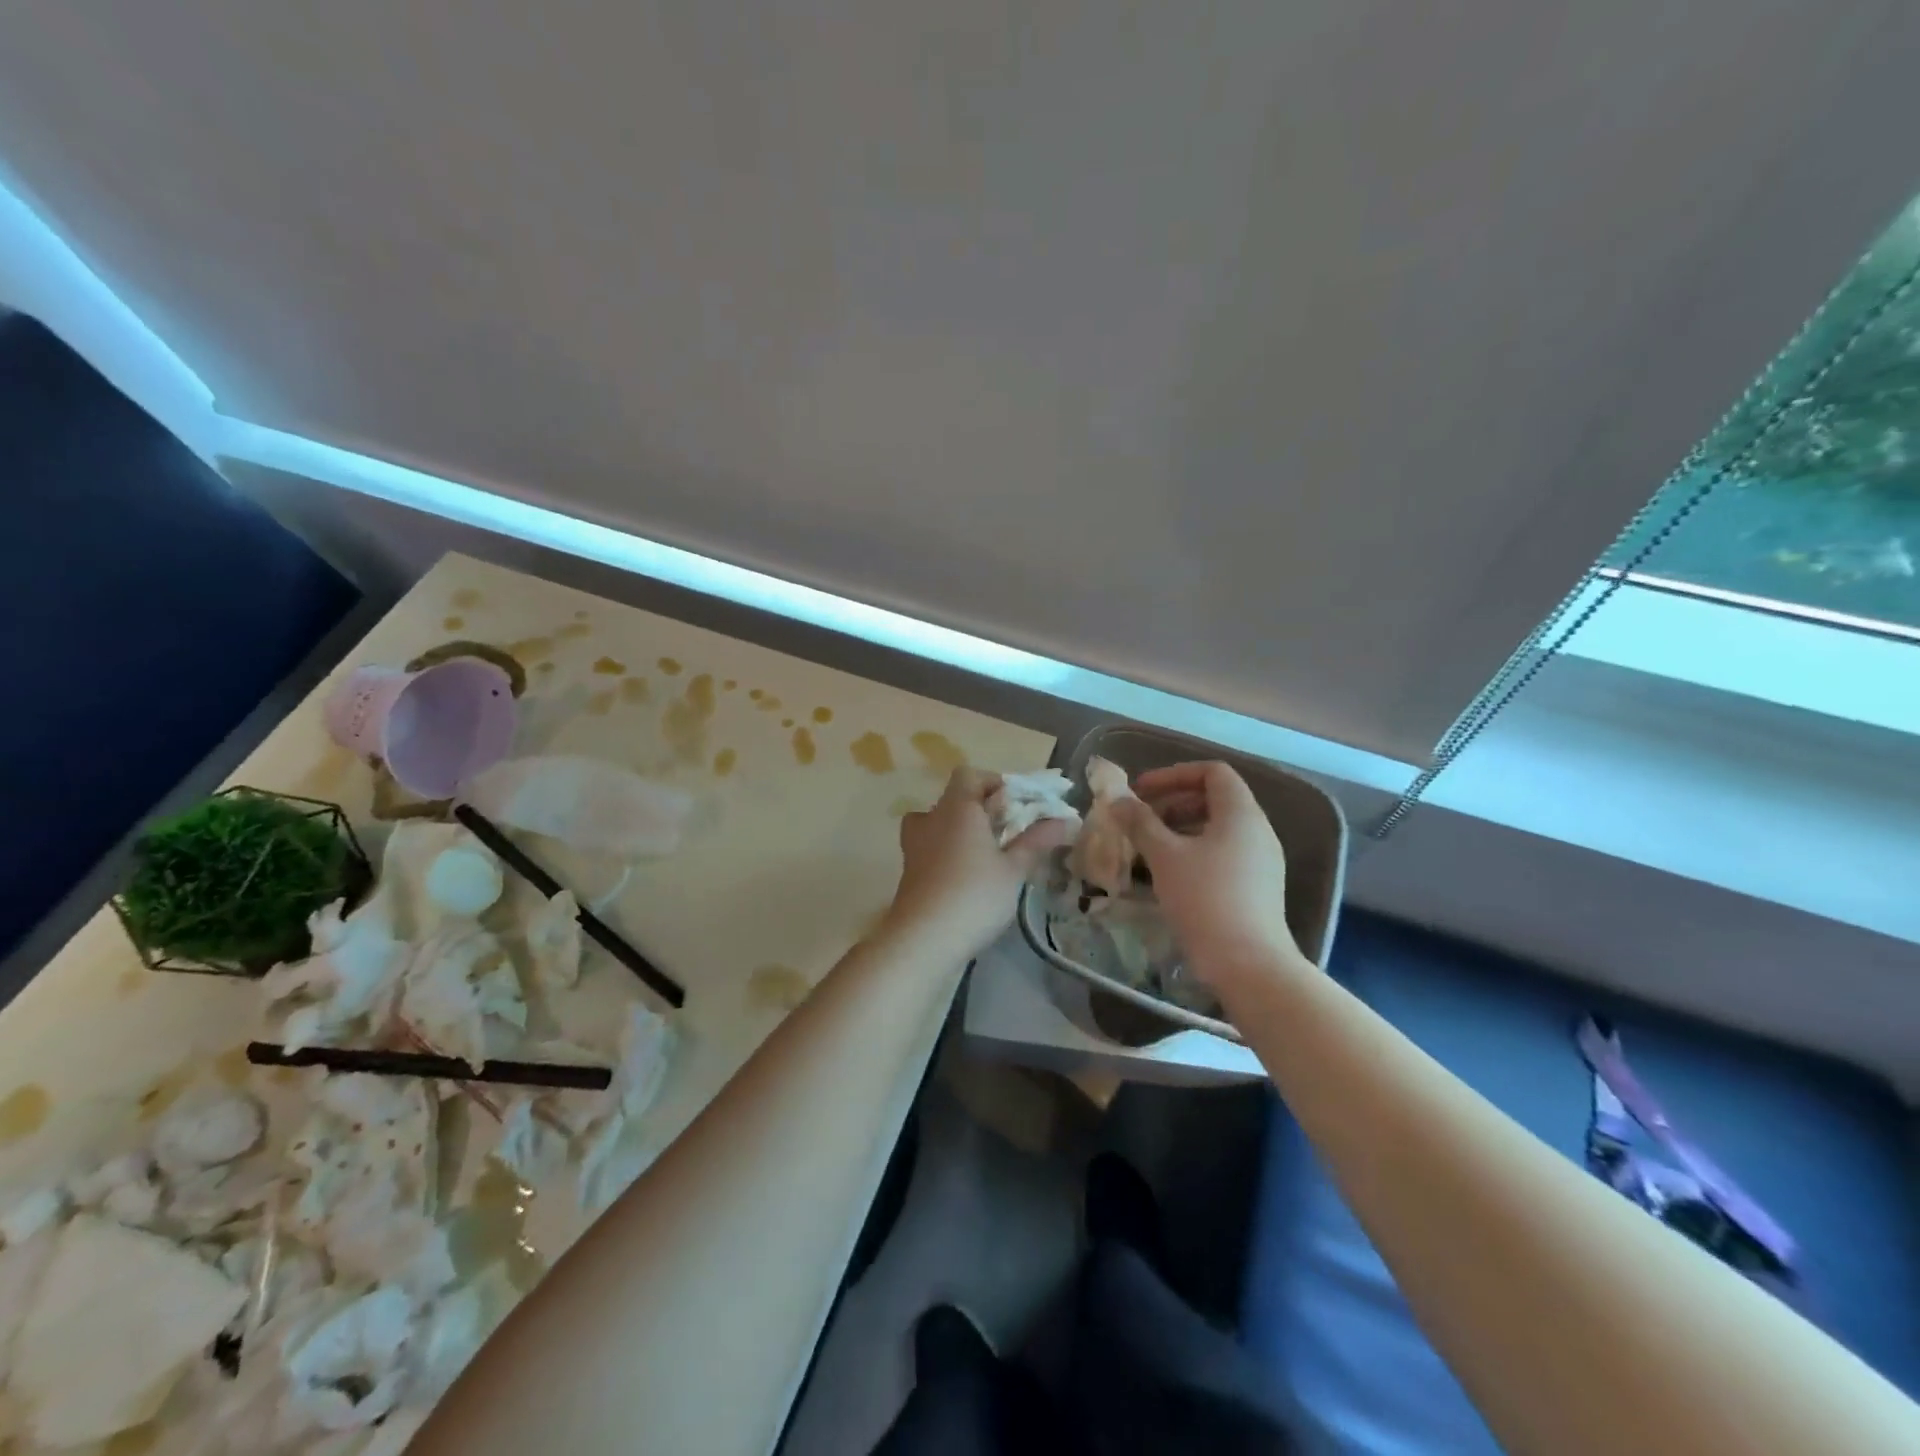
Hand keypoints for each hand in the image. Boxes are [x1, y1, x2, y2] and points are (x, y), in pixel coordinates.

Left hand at [885, 768, 1072, 955]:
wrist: (922, 940)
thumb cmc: (974, 895)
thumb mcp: (1013, 869)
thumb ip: (1037, 841)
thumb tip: (1066, 820)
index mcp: (957, 807)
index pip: (969, 775)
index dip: (994, 783)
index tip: (1017, 805)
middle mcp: (931, 818)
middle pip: (955, 798)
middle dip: (982, 809)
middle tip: (1009, 832)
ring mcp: (914, 844)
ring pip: (939, 822)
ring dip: (962, 831)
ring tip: (988, 854)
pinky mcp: (909, 870)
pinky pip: (931, 846)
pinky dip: (949, 852)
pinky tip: (968, 877)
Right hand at [1111, 761, 1303, 986]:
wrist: (1248, 964)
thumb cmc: (1205, 899)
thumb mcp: (1164, 856)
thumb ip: (1140, 822)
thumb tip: (1119, 800)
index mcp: (1241, 813)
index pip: (1212, 772)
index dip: (1174, 775)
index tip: (1141, 792)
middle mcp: (1258, 830)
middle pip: (1215, 798)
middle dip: (1174, 802)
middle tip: (1141, 820)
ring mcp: (1262, 860)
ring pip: (1218, 828)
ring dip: (1181, 828)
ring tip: (1150, 848)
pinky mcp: (1259, 887)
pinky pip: (1224, 853)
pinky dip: (1195, 851)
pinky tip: (1170, 875)